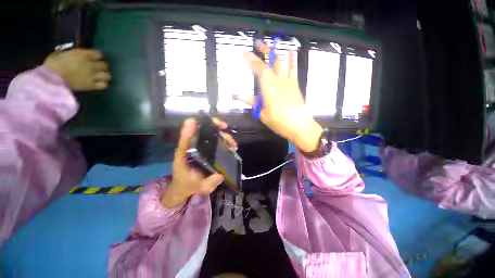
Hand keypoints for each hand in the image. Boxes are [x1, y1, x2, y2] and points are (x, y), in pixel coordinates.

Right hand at [43, 48, 110, 90]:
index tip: (97, 57)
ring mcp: (93, 76)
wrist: (52, 80)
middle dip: (103, 66)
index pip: (99, 54)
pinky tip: (100, 83)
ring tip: (101, 76)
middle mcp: (91, 65)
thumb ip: (71, 54)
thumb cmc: (52, 64)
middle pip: (105, 65)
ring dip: (105, 75)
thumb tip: (74, 54)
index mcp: (84, 54)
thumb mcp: (61, 53)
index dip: (99, 56)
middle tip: (99, 68)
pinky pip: (104, 85)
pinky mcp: (92, 86)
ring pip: (108, 75)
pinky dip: (104, 84)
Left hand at [161, 118, 237, 207]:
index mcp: (184, 152)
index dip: (197, 125)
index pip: (187, 134)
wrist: (183, 187)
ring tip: (233, 144)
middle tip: (225, 128)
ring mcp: (199, 147)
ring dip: (222, 134)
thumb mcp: (197, 186)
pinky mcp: (205, 150)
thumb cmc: (187, 185)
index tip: (208, 124)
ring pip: (210, 134)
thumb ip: (207, 183)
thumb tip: (221, 175)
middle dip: (215, 126)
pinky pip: (214, 141)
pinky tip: (231, 147)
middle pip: (201, 129)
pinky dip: (223, 141)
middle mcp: (191, 146)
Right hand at [239, 42, 322, 151]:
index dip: (252, 60)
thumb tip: (238, 96)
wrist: (299, 125)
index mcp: (269, 89)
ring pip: (283, 62)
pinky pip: (294, 69)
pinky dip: (292, 59)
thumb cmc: (279, 122)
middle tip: (257, 45)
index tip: (245, 54)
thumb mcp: (262, 114)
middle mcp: (279, 81)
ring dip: (276, 52)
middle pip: (272, 61)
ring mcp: (288, 82)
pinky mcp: (295, 84)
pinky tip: (290, 51)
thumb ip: (251, 102)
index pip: (260, 69)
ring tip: (270, 46)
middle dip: (264, 51)